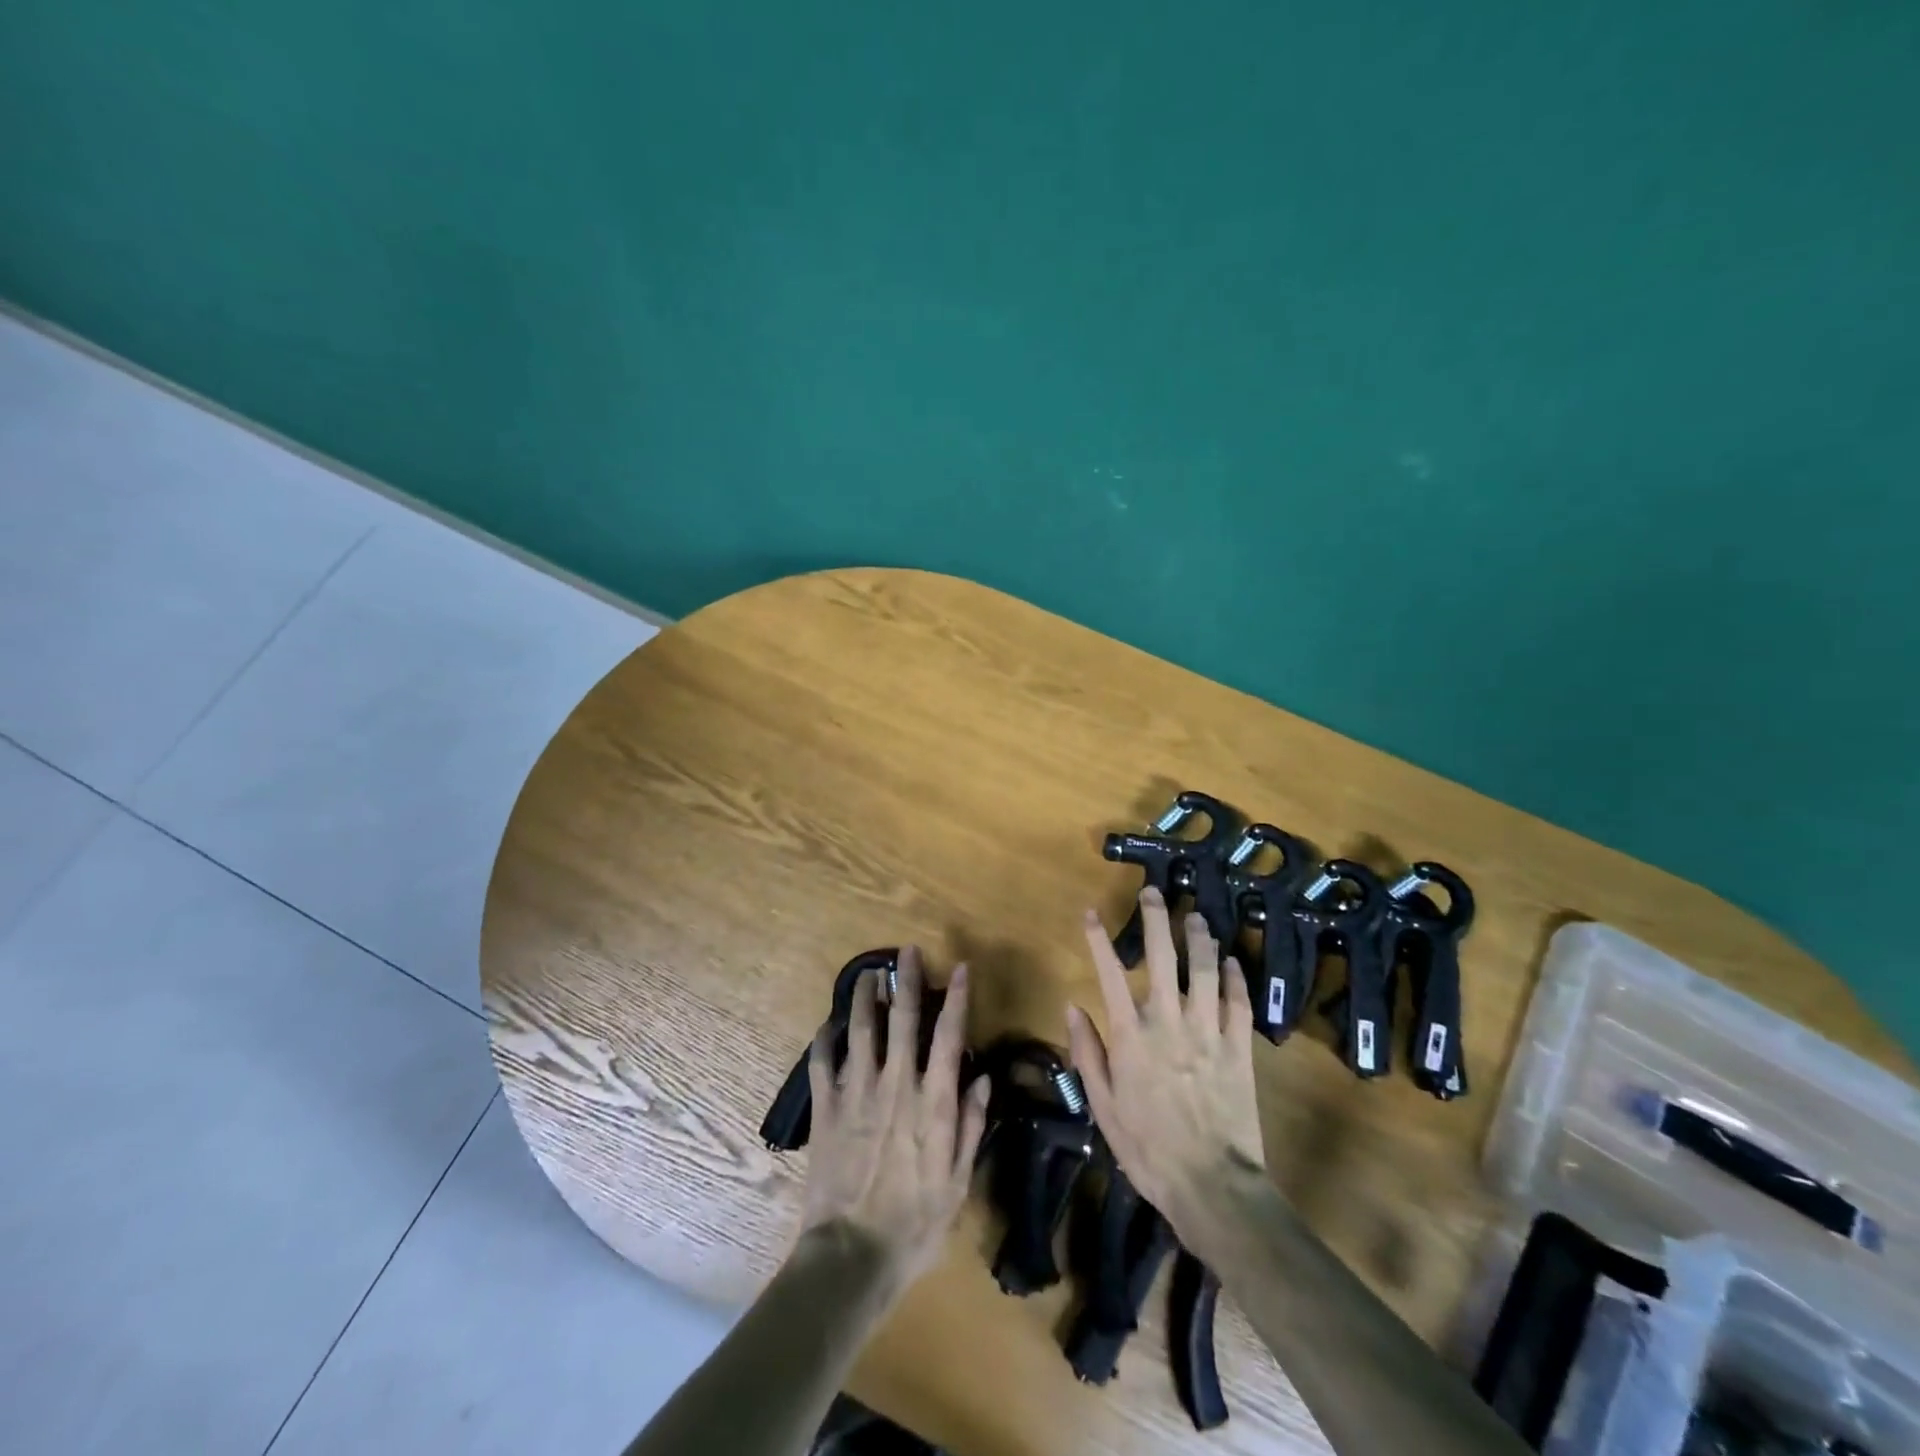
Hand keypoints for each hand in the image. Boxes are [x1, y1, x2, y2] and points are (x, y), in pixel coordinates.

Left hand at [799, 947, 990, 1295]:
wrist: (852, 1255)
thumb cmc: (914, 1223)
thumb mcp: (957, 1181)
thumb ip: (970, 1124)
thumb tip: (983, 1077)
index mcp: (932, 1101)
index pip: (948, 1036)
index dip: (955, 998)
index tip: (958, 968)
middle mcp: (896, 1085)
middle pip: (902, 1020)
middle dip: (907, 980)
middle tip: (907, 951)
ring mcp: (857, 1093)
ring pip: (861, 1029)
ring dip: (865, 997)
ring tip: (868, 973)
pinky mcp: (826, 1109)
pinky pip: (822, 1063)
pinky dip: (824, 1040)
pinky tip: (828, 1025)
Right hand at [1066, 888, 1266, 1241]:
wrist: (1212, 1186)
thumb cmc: (1148, 1149)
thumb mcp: (1103, 1106)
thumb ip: (1088, 1054)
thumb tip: (1073, 1007)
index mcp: (1131, 1036)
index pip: (1110, 974)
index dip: (1099, 940)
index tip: (1091, 913)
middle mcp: (1168, 1022)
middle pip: (1163, 958)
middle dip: (1156, 920)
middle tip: (1153, 892)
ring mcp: (1208, 1032)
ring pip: (1204, 970)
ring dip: (1199, 938)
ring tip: (1196, 916)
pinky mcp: (1238, 1048)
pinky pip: (1238, 1003)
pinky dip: (1235, 977)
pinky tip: (1232, 959)